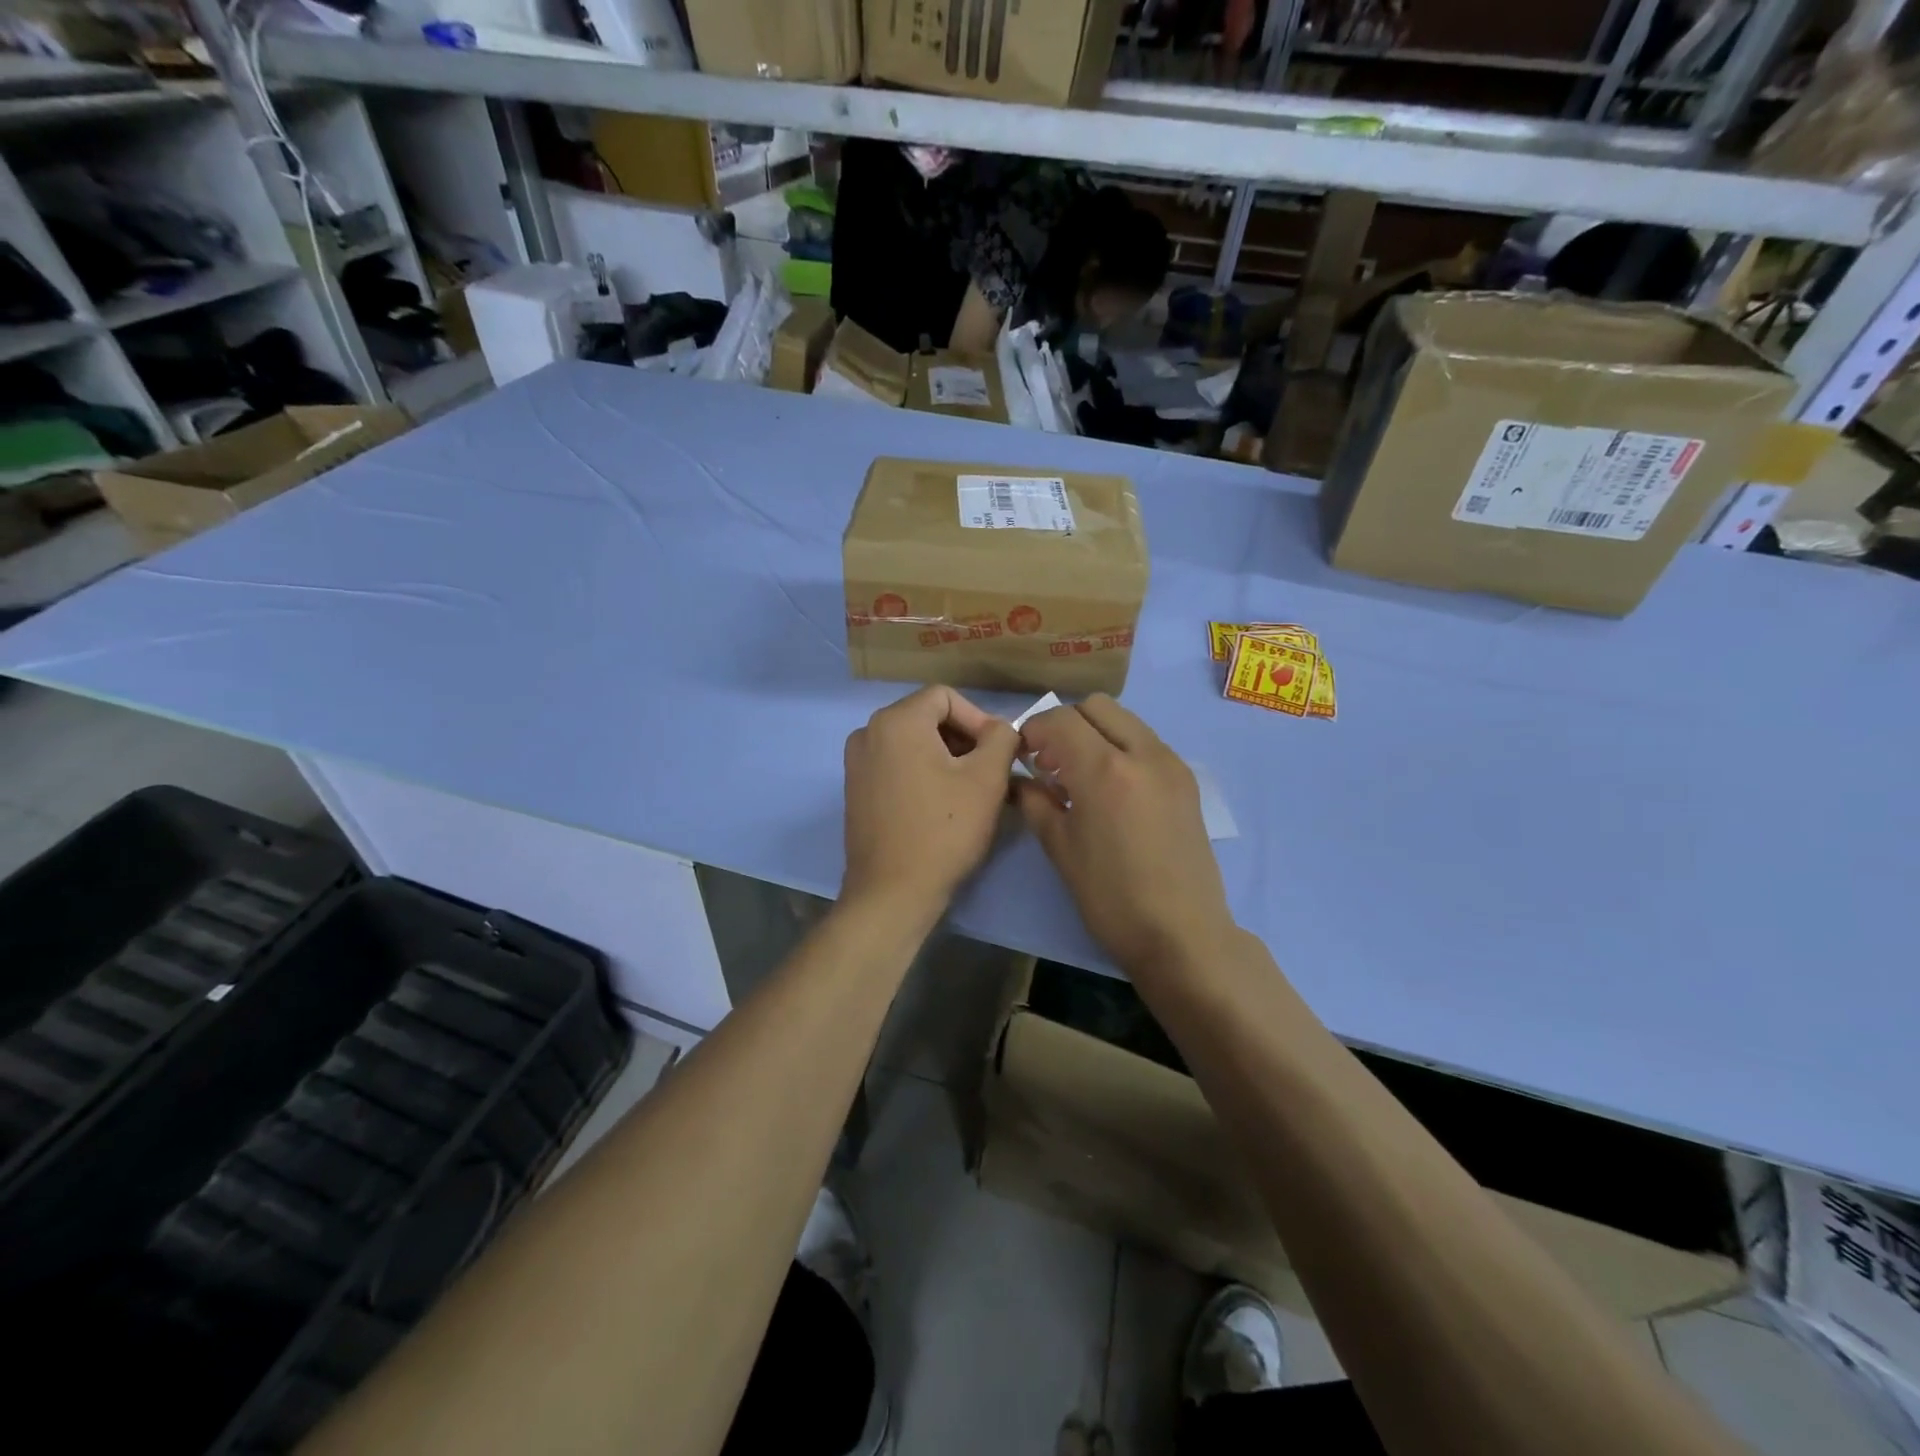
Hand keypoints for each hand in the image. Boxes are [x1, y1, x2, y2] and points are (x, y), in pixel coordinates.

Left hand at [842, 686, 1020, 917]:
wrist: (892, 893)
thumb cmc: (944, 831)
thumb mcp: (987, 779)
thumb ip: (1002, 738)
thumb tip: (1000, 728)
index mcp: (896, 721)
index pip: (946, 697)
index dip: (979, 719)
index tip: (999, 753)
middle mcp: (867, 732)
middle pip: (927, 717)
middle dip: (964, 739)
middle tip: (990, 773)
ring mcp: (857, 762)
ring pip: (913, 743)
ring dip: (946, 757)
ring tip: (970, 791)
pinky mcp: (856, 790)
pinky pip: (896, 765)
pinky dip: (923, 773)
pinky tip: (942, 805)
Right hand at [1015, 695, 1234, 971]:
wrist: (1183, 935)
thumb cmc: (1111, 898)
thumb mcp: (1061, 850)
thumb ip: (1035, 802)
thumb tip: (1020, 780)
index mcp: (1105, 770)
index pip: (1060, 720)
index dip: (1033, 731)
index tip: (1022, 756)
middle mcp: (1143, 753)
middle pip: (1095, 707)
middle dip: (1065, 724)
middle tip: (1050, 763)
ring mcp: (1170, 764)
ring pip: (1124, 720)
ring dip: (1095, 733)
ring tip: (1079, 777)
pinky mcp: (1186, 780)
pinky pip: (1145, 743)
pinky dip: (1121, 748)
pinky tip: (1111, 790)